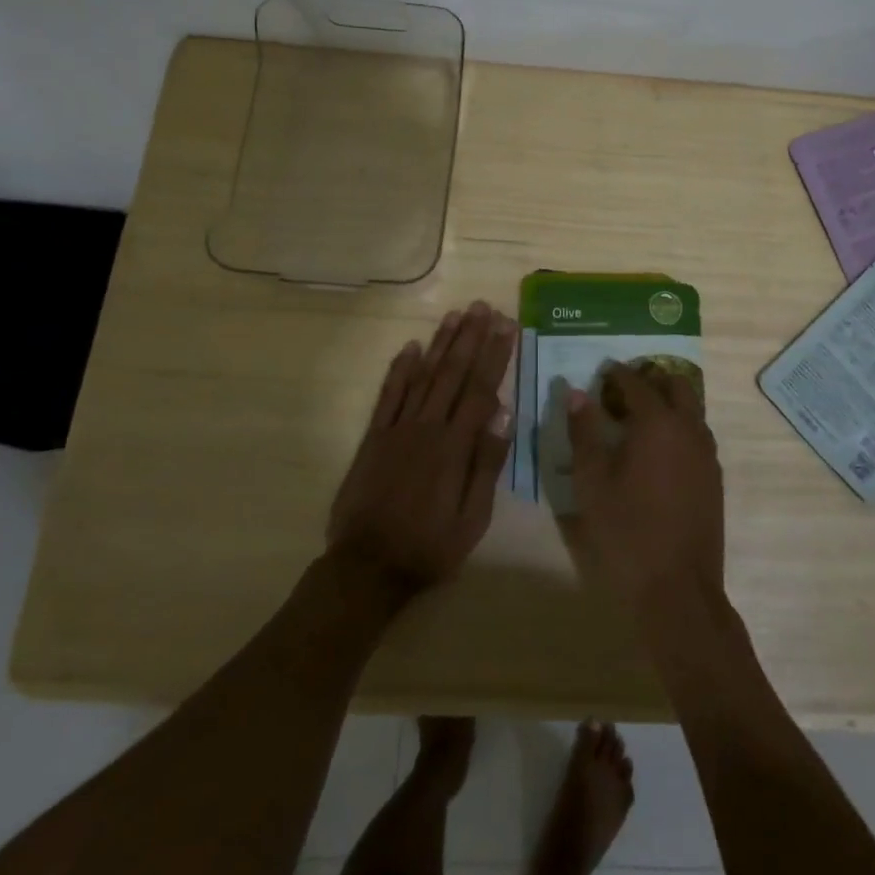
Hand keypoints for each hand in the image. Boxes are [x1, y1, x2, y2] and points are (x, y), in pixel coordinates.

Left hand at [327, 301, 516, 597]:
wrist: (367, 568)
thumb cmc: (429, 547)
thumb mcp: (472, 519)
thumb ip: (486, 464)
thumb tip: (503, 414)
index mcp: (454, 446)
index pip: (480, 389)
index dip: (495, 355)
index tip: (507, 325)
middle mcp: (427, 427)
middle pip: (452, 373)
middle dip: (470, 337)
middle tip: (483, 306)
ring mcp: (397, 428)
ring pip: (422, 375)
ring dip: (440, 343)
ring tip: (455, 314)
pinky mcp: (374, 437)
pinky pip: (388, 395)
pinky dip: (399, 369)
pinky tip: (410, 346)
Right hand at [567, 362, 725, 614]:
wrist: (677, 589)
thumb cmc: (626, 532)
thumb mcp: (591, 482)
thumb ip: (583, 432)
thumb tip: (576, 393)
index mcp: (658, 423)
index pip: (637, 382)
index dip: (617, 373)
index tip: (602, 371)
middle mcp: (689, 428)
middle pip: (675, 385)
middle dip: (650, 380)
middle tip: (622, 390)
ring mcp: (707, 453)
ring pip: (692, 409)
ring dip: (668, 402)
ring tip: (638, 418)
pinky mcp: (714, 478)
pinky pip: (698, 434)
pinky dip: (680, 426)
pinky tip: (659, 450)